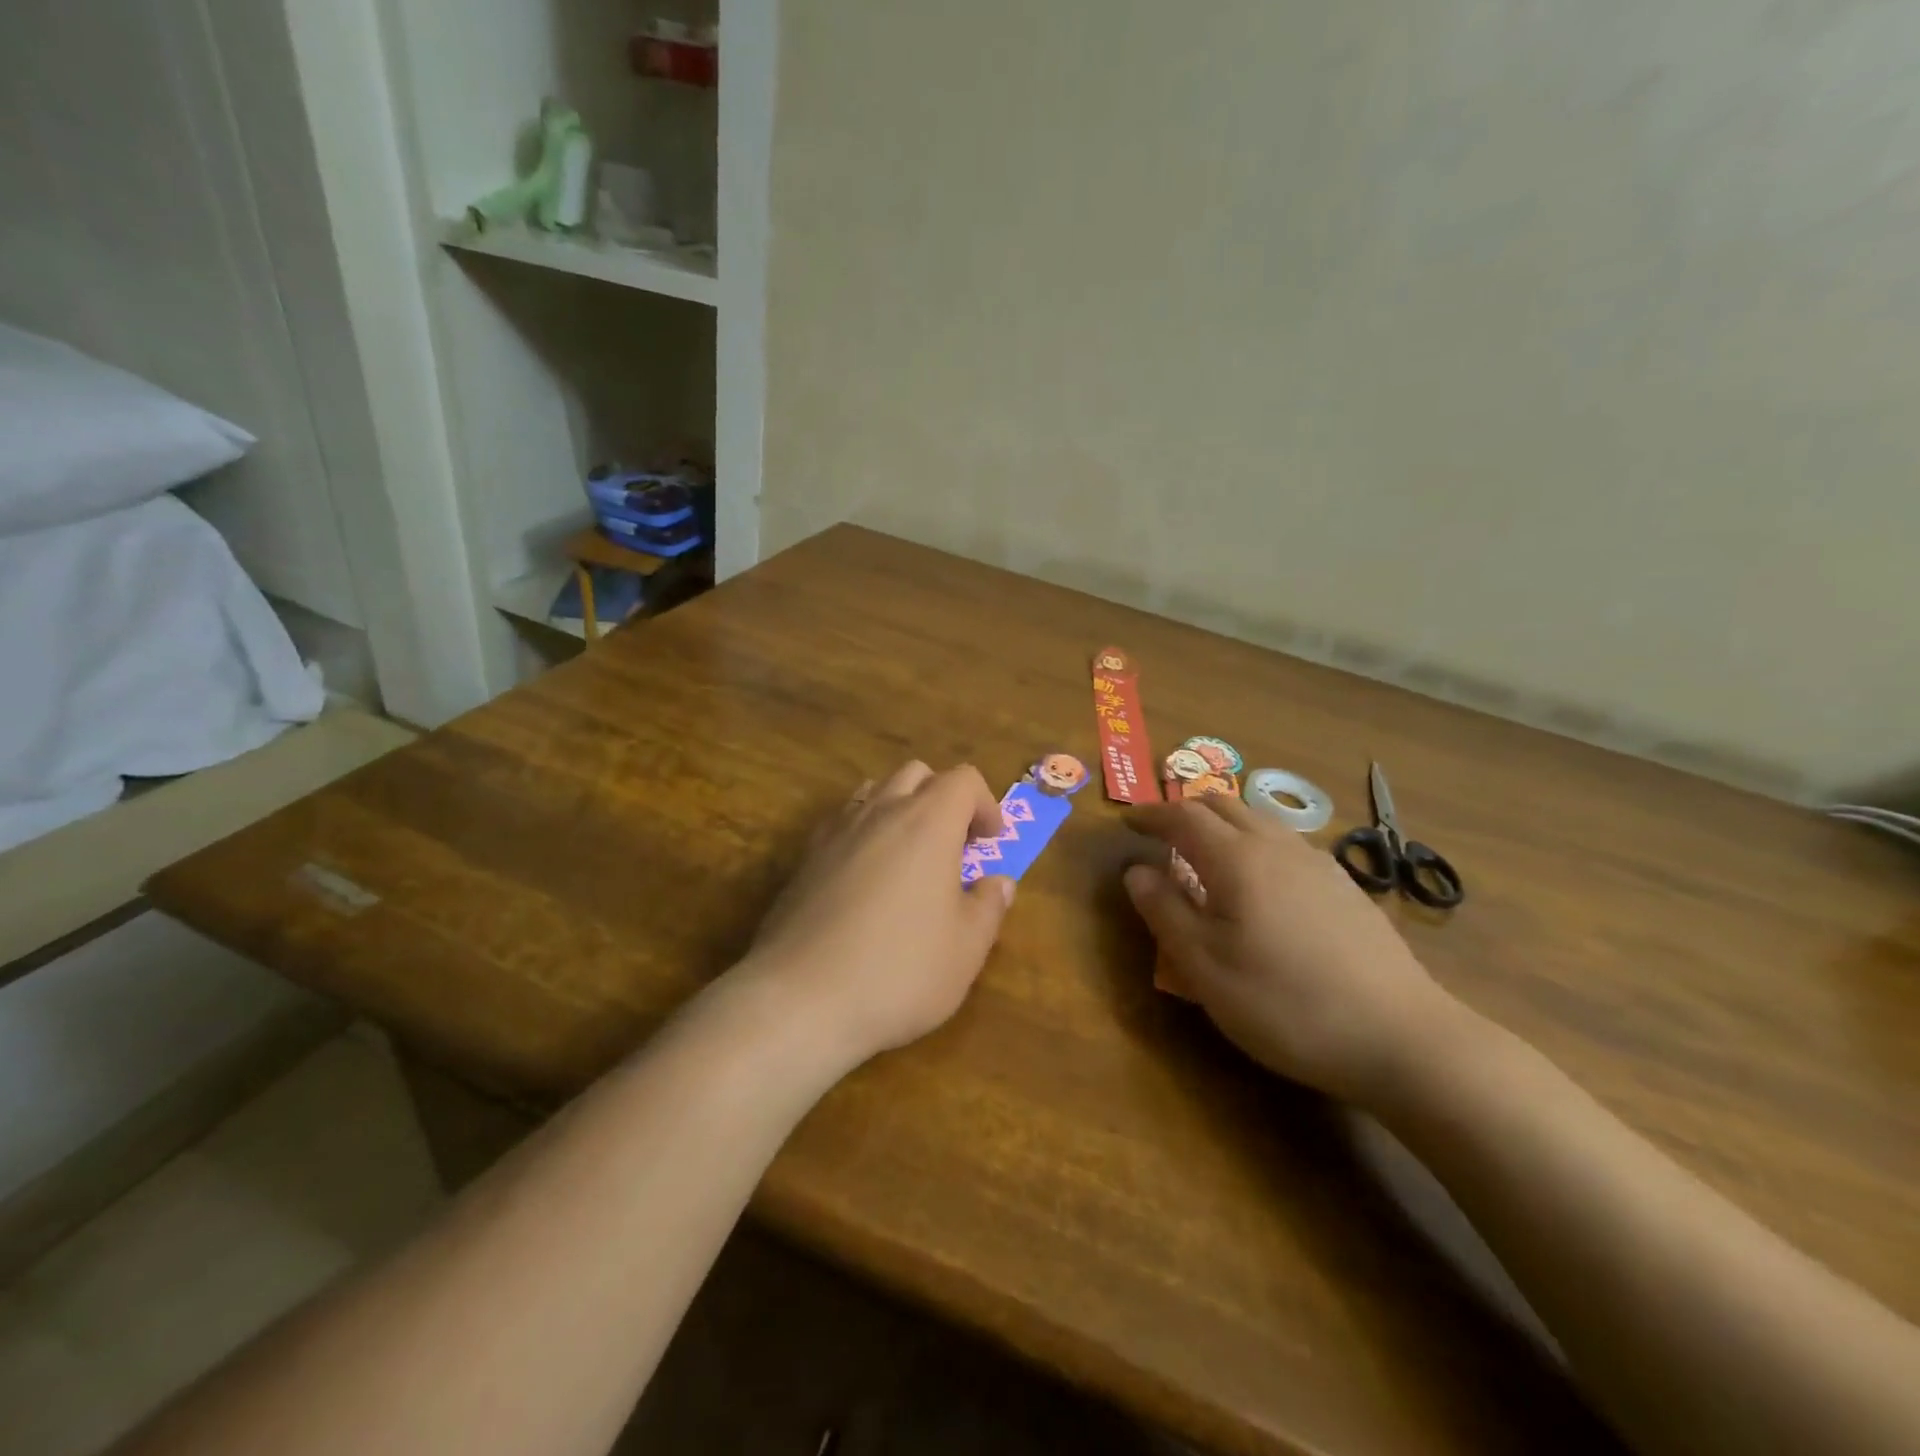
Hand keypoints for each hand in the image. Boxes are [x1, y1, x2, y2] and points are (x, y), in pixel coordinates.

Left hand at [742, 761, 1015, 1071]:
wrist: (801, 999)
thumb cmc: (899, 971)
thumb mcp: (966, 949)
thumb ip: (988, 907)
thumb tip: (998, 883)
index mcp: (928, 823)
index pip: (963, 779)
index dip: (985, 804)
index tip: (991, 843)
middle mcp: (881, 812)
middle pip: (917, 773)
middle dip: (943, 798)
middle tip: (954, 845)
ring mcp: (836, 831)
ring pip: (874, 791)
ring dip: (900, 808)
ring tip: (910, 856)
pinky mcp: (805, 858)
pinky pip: (842, 822)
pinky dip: (864, 832)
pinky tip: (866, 878)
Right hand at [1124, 793, 1456, 1105]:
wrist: (1401, 1037)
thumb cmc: (1285, 1003)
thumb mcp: (1204, 967)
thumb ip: (1165, 911)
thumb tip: (1136, 871)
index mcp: (1237, 859)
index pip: (1184, 816)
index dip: (1150, 813)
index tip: (1126, 820)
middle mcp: (1277, 847)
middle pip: (1224, 805)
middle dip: (1186, 810)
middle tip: (1161, 832)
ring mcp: (1318, 864)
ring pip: (1260, 821)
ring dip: (1224, 823)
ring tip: (1206, 853)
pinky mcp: (1345, 887)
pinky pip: (1287, 844)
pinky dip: (1256, 843)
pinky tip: (1262, 883)